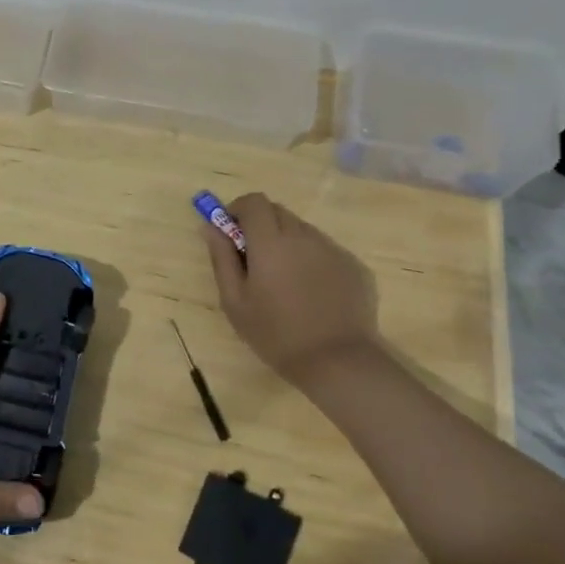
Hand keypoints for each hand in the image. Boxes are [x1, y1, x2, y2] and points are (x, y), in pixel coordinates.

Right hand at [203, 192, 380, 386]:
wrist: (338, 362)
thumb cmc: (276, 334)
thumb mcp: (235, 301)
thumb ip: (221, 258)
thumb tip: (210, 227)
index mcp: (271, 242)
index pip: (254, 202)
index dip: (239, 210)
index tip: (232, 233)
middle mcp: (303, 236)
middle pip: (278, 212)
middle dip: (261, 225)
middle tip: (254, 259)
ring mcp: (332, 249)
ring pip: (302, 231)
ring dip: (287, 243)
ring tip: (285, 282)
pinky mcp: (354, 265)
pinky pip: (324, 250)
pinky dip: (311, 260)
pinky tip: (312, 294)